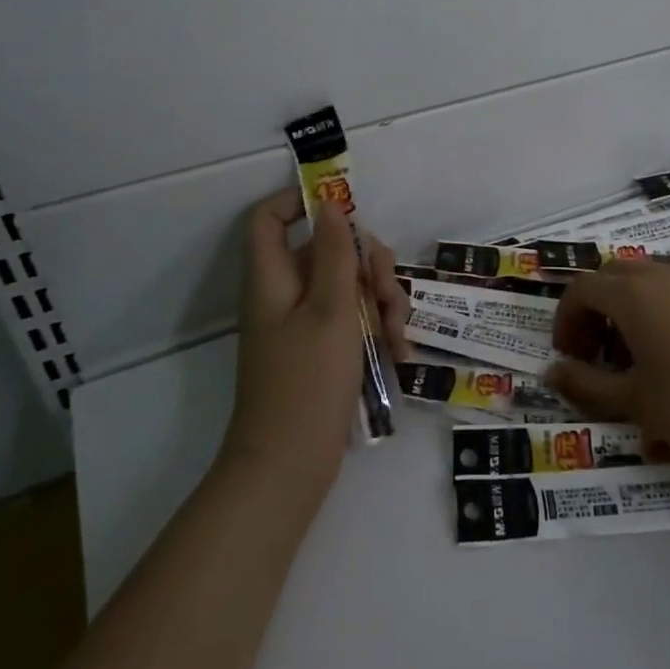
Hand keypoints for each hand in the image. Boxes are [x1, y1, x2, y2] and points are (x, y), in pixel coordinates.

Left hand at [225, 188, 410, 496]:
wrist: (289, 467)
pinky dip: (376, 330)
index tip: (346, 209)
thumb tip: (329, 205)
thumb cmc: (308, 382)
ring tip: (399, 334)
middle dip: (368, 265)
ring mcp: (304, 325)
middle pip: (326, 251)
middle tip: (390, 291)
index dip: (300, 202)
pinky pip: (352, 322)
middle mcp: (285, 295)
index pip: (270, 218)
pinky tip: (399, 354)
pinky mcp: (321, 352)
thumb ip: (335, 253)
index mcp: (273, 278)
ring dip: (382, 301)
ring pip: (348, 287)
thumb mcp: (331, 310)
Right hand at [546, 262, 669, 484]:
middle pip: (612, 276)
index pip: (581, 289)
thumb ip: (586, 385)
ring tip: (634, 361)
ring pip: (647, 282)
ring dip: (627, 311)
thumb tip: (552, 372)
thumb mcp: (634, 403)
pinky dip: (659, 314)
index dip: (566, 320)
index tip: (568, 357)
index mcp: (633, 295)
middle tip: (595, 353)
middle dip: (594, 310)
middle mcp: (663, 278)